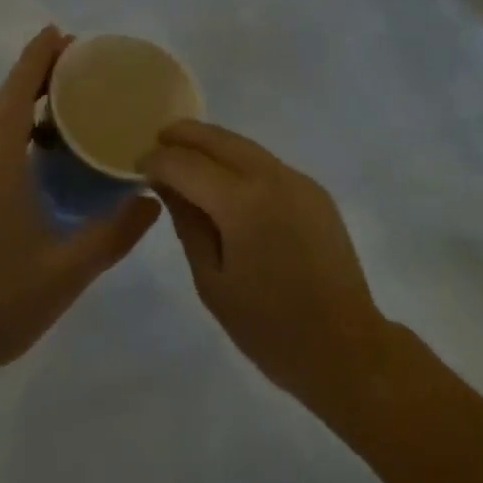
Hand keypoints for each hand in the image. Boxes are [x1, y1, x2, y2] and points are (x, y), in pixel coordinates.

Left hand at [0, 27, 158, 389]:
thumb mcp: (69, 269)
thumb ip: (116, 232)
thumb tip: (153, 198)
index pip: (16, 91)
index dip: (38, 57)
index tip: (63, 32)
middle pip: (6, 99)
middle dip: (38, 72)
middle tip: (80, 61)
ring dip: (27, 100)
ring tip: (69, 98)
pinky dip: (19, 128)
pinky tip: (46, 151)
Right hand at [145, 121, 396, 419]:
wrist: (345, 347)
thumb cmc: (269, 328)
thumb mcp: (213, 281)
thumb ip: (188, 224)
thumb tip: (167, 186)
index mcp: (242, 203)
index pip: (188, 165)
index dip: (158, 161)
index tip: (137, 166)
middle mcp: (272, 177)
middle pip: (220, 140)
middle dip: (186, 135)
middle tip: (157, 140)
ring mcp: (298, 180)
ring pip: (246, 146)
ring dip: (213, 144)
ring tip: (185, 153)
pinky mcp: (314, 191)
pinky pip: (267, 164)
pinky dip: (239, 161)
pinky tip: (225, 178)